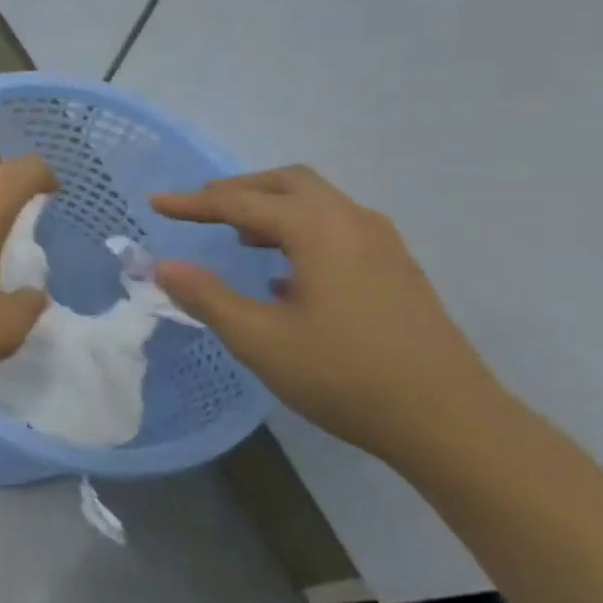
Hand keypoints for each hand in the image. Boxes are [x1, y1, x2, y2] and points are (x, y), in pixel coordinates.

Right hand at [151, 166, 501, 463]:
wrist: (447, 419)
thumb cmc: (344, 375)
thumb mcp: (260, 339)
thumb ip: (207, 297)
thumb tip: (163, 266)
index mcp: (319, 230)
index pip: (242, 201)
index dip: (193, 203)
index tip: (155, 203)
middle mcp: (353, 222)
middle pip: (288, 183)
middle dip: (237, 190)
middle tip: (198, 209)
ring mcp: (382, 244)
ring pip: (317, 203)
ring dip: (270, 208)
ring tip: (236, 235)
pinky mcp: (394, 269)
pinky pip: (337, 228)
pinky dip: (298, 231)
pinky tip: (282, 274)